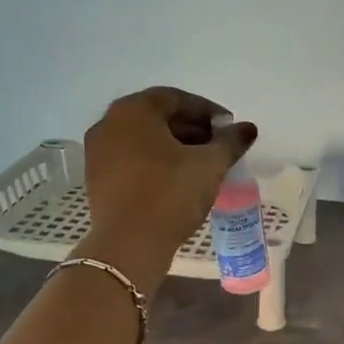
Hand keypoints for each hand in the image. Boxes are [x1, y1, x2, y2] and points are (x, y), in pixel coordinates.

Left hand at [82, 87, 255, 263]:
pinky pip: (132, 160)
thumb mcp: (209, 165)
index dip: (208, 111)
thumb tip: (247, 128)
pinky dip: (156, 163)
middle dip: (192, 129)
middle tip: (219, 147)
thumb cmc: (170, 194)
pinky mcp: (97, 179)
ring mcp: (98, 152)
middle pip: (158, 117)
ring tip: (202, 165)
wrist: (129, 245)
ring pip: (144, 140)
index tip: (229, 129)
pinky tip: (178, 180)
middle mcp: (109, 123)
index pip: (176, 98)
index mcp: (133, 110)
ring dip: (175, 147)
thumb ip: (230, 142)